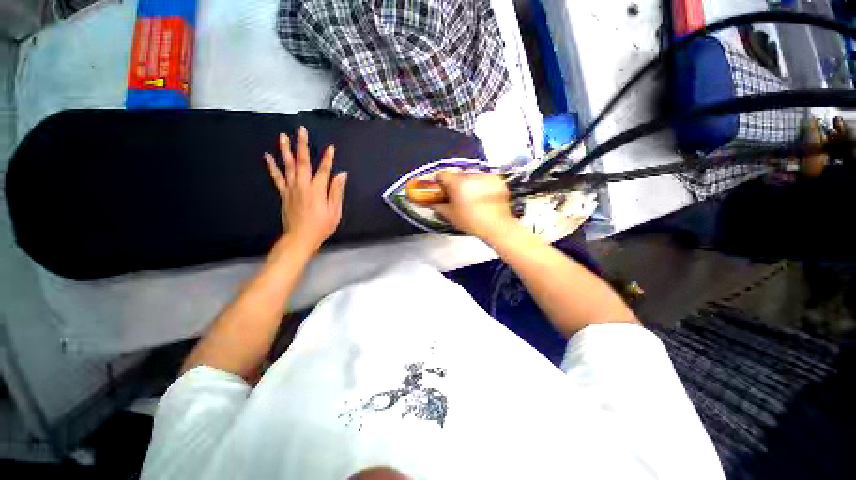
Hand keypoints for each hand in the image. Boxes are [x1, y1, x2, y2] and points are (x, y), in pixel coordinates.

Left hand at [265, 126, 347, 252]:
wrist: (300, 237)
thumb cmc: (321, 226)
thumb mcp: (335, 211)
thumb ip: (337, 191)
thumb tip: (342, 175)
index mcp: (317, 190)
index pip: (324, 170)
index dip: (328, 158)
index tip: (331, 147)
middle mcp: (303, 185)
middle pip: (302, 162)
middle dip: (302, 145)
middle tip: (301, 130)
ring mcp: (291, 188)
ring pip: (288, 166)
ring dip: (285, 150)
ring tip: (283, 136)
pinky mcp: (283, 194)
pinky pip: (277, 177)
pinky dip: (272, 166)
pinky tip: (268, 157)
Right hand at [428, 171, 516, 240]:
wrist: (496, 226)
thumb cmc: (471, 221)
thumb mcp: (450, 215)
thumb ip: (437, 206)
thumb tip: (428, 202)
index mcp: (457, 183)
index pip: (442, 174)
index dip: (439, 182)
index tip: (441, 190)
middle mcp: (471, 176)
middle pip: (457, 175)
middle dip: (455, 183)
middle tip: (457, 196)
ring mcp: (486, 176)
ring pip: (472, 176)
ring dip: (469, 183)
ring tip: (472, 198)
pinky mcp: (497, 180)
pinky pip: (485, 178)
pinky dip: (482, 185)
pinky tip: (483, 196)